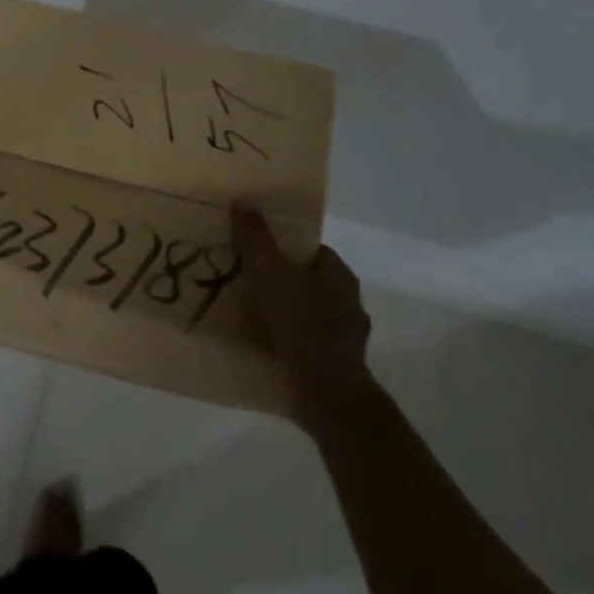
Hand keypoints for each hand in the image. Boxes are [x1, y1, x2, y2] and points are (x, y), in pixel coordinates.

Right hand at [230, 206, 372, 430]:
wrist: (325, 393)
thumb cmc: (300, 324)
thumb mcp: (270, 273)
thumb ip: (256, 239)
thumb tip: (245, 201)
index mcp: (340, 277)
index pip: (314, 252)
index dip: (287, 248)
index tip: (258, 251)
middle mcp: (348, 304)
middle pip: (310, 282)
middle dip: (283, 281)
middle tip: (247, 281)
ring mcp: (344, 339)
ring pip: (308, 315)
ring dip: (284, 314)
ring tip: (248, 314)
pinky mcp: (333, 366)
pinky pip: (304, 344)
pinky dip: (286, 342)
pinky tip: (262, 344)